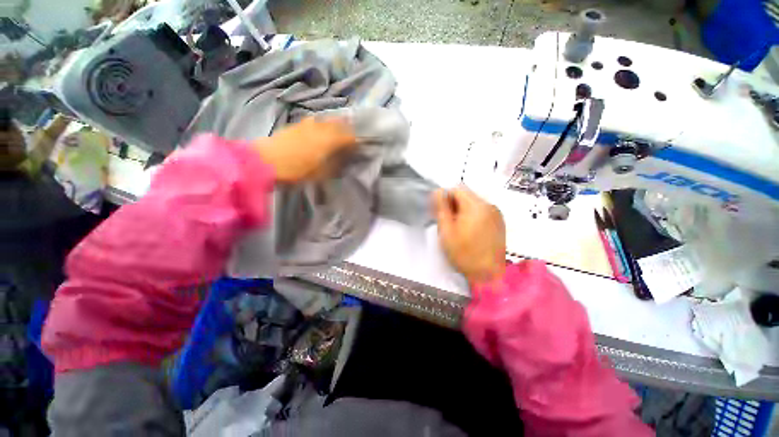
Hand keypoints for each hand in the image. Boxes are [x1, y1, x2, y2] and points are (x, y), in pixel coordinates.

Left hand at [255, 117, 356, 182]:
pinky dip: (322, 125)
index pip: (350, 136)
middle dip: (348, 130)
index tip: (360, 148)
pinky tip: (319, 132)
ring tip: (337, 134)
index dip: (357, 142)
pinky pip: (316, 121)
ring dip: (336, 126)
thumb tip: (345, 159)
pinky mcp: (297, 124)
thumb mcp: (322, 173)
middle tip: (351, 139)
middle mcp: (322, 127)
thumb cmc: (297, 170)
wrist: (265, 161)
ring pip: (328, 120)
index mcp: (330, 139)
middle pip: (340, 124)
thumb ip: (336, 165)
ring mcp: (308, 124)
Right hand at [433, 186, 506, 285]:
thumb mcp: (446, 231)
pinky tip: (469, 231)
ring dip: (462, 210)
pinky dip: (472, 216)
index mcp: (476, 206)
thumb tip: (438, 192)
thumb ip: (441, 208)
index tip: (439, 211)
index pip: (458, 188)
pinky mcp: (500, 222)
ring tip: (457, 228)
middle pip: (467, 195)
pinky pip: (482, 211)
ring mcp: (497, 214)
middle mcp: (490, 206)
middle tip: (446, 221)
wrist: (488, 275)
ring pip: (474, 203)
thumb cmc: (464, 254)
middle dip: (453, 204)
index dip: (445, 196)